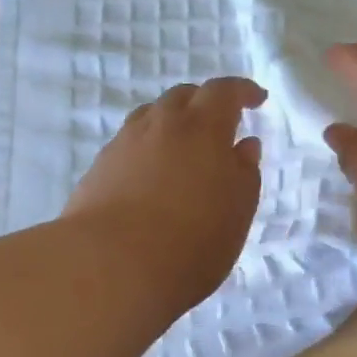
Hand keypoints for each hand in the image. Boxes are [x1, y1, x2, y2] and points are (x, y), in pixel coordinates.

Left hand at [64, 77, 267, 312]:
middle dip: (204, 102)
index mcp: (202, 127)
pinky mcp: (99, 168)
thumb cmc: (191, 240)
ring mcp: (124, 143)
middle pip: (183, 96)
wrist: (109, 266)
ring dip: (172, 122)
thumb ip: (244, 172)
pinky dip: (147, 147)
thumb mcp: (237, 210)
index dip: (242, 90)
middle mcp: (161, 124)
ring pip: (151, 116)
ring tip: (183, 147)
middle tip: (219, 122)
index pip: (224, 91)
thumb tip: (244, 144)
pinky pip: (129, 143)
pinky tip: (151, 174)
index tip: (257, 98)